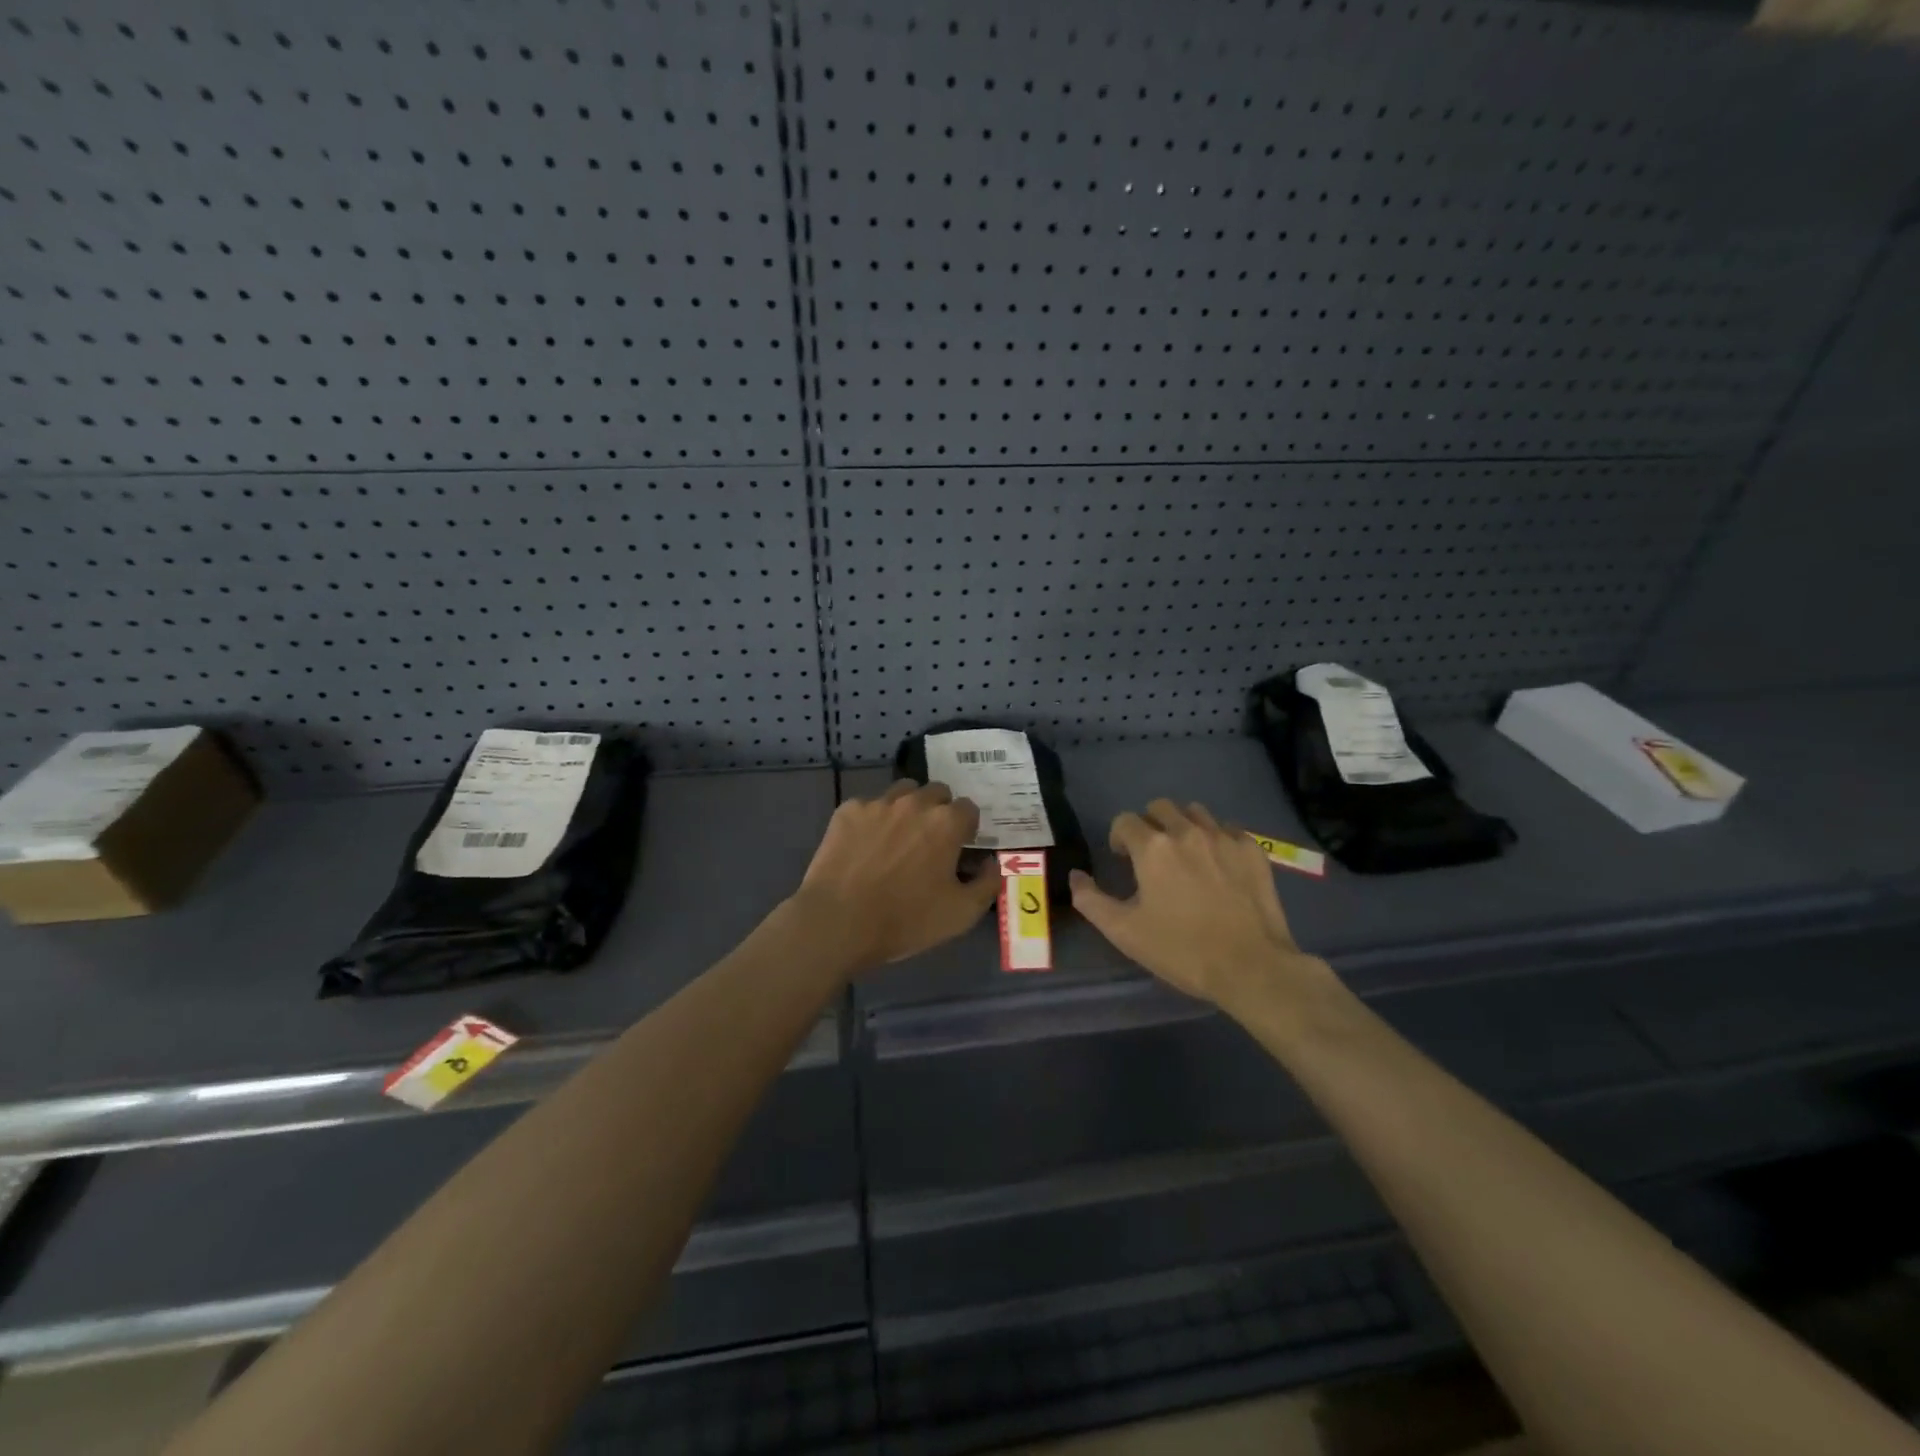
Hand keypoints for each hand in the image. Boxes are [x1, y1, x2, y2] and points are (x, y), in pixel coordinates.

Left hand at [791, 780, 1000, 972]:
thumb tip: (990, 863)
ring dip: (908, 808)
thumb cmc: (905, 920)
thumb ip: (987, 883)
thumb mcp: (961, 914)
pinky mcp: (847, 810)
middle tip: (929, 843)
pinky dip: (873, 820)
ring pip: (903, 792)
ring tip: (898, 838)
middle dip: (939, 812)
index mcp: (946, 823)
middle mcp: (915, 803)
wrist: (838, 922)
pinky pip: (869, 805)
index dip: (966, 829)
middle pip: (937, 793)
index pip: (968, 808)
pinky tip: (865, 846)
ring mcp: (878, 803)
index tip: (958, 849)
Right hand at [1070, 799, 1335, 1016]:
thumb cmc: (1181, 950)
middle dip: (1150, 825)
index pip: (1125, 821)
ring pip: (1195, 812)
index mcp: (1152, 848)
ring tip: (1185, 855)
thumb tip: (1075, 876)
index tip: (1123, 860)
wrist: (1251, 968)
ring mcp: (1224, 838)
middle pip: (1160, 808)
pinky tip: (1217, 864)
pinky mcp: (1253, 851)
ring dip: (1183, 826)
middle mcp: (1187, 831)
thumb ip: (1090, 900)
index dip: (1118, 838)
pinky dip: (1216, 838)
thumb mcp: (1124, 932)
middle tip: (1151, 855)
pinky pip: (1228, 829)